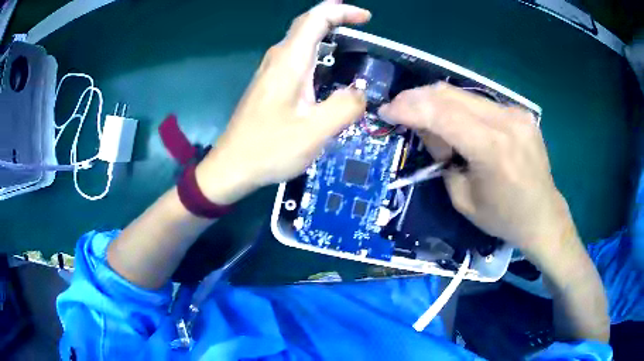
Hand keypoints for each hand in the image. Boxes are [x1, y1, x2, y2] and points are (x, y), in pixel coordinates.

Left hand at [195, 1, 368, 204]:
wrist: (231, 166)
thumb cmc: (269, 149)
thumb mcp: (314, 132)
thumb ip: (344, 108)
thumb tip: (361, 93)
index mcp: (289, 63)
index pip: (315, 20)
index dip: (341, 11)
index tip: (366, 17)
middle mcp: (278, 60)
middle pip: (306, 24)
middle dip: (334, 16)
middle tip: (359, 20)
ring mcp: (270, 72)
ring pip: (299, 40)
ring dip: (324, 31)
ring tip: (348, 36)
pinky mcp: (269, 85)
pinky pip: (295, 57)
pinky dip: (316, 50)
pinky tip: (326, 65)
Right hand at [379, 82, 575, 258]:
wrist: (543, 215)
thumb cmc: (503, 217)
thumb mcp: (462, 198)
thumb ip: (442, 157)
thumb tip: (427, 128)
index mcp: (492, 149)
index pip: (442, 113)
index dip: (409, 107)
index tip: (387, 111)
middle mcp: (506, 122)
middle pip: (450, 94)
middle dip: (417, 98)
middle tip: (400, 111)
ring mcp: (516, 113)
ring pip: (463, 94)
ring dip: (436, 102)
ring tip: (428, 122)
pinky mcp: (520, 112)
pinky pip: (480, 102)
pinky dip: (459, 108)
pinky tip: (456, 124)